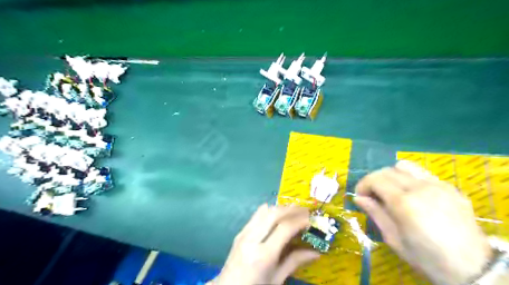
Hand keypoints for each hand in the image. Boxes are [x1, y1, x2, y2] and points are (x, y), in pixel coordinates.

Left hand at [213, 204, 319, 284]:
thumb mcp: (277, 280)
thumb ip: (295, 262)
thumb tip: (316, 252)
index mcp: (263, 255)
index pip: (284, 228)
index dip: (299, 221)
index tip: (311, 219)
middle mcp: (252, 239)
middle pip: (273, 214)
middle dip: (291, 209)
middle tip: (305, 210)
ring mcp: (244, 234)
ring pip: (264, 211)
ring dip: (281, 208)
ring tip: (294, 210)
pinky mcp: (240, 232)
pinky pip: (256, 215)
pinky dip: (269, 211)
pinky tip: (277, 214)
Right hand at [355, 162, 493, 283]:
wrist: (473, 268)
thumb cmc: (426, 257)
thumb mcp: (394, 239)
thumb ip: (375, 213)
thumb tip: (358, 198)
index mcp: (403, 202)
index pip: (375, 179)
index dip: (363, 185)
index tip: (360, 196)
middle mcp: (419, 187)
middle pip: (387, 170)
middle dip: (374, 180)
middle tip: (372, 195)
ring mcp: (437, 185)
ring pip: (404, 166)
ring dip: (391, 175)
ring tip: (391, 190)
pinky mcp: (449, 187)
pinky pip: (422, 173)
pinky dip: (409, 178)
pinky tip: (412, 194)